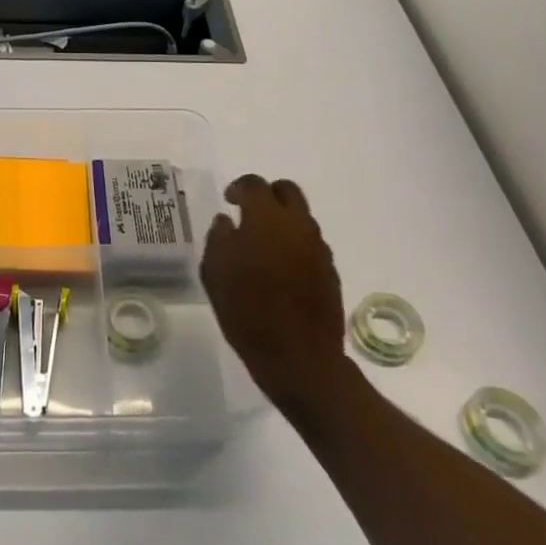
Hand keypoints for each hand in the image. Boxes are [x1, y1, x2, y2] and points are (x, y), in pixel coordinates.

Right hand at [201, 175, 349, 420]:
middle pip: (287, 190)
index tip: (229, 199)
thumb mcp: (214, 273)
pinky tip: (281, 269)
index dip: (239, 187)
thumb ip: (218, 238)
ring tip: (264, 245)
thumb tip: (226, 221)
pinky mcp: (330, 271)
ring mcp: (318, 248)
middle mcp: (297, 225)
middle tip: (250, 212)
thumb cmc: (247, 312)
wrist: (299, 359)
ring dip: (283, 220)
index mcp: (266, 219)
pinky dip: (295, 245)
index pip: (254, 185)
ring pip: (302, 217)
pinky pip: (311, 244)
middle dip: (268, 195)